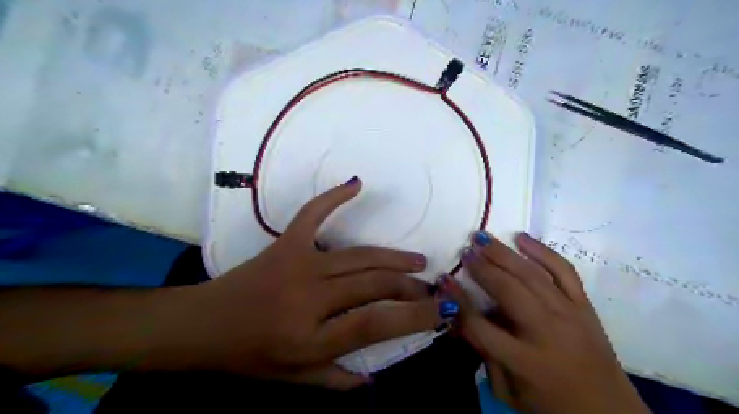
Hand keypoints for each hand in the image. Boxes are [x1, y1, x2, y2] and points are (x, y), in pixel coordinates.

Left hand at [169, 176, 440, 388]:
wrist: (202, 324)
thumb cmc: (247, 355)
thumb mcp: (292, 379)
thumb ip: (335, 379)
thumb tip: (375, 378)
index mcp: (310, 338)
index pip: (376, 325)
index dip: (414, 317)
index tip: (441, 310)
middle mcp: (309, 298)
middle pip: (373, 285)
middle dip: (409, 287)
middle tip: (429, 288)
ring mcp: (298, 264)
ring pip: (359, 257)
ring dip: (393, 258)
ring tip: (417, 261)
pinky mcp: (285, 243)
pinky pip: (312, 214)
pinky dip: (334, 197)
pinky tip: (357, 184)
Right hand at [443, 233, 648, 413]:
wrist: (610, 413)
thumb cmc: (551, 405)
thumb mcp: (507, 391)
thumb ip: (483, 353)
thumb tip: (461, 316)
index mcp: (525, 361)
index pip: (480, 324)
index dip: (457, 300)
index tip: (442, 279)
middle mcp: (547, 331)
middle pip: (507, 290)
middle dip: (482, 267)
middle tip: (465, 250)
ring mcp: (569, 314)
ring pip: (531, 274)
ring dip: (504, 253)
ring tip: (483, 237)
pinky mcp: (585, 306)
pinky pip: (564, 270)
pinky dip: (543, 251)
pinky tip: (522, 237)